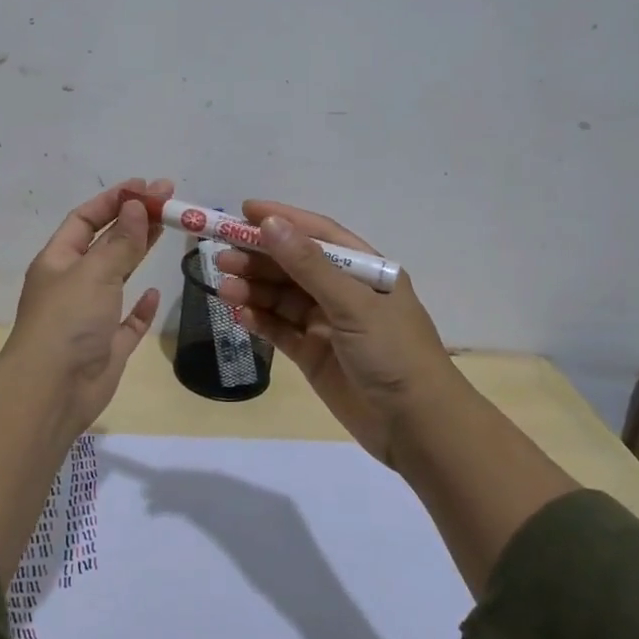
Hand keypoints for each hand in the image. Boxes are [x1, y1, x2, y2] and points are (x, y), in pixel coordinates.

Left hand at [0, 177, 171, 431]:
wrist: (52, 391)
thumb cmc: (67, 321)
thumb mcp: (94, 273)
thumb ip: (120, 241)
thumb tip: (137, 205)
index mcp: (58, 260)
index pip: (85, 219)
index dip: (114, 200)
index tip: (146, 186)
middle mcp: (72, 283)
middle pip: (105, 243)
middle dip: (133, 220)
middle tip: (168, 201)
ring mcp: (90, 315)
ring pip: (117, 276)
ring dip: (138, 253)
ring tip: (166, 229)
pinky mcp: (107, 345)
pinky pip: (127, 320)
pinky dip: (141, 306)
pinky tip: (155, 292)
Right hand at [215, 201, 457, 467]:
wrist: (417, 427)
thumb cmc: (393, 353)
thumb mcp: (352, 303)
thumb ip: (308, 265)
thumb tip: (270, 223)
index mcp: (365, 271)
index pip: (318, 234)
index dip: (283, 220)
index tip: (244, 211)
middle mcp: (345, 292)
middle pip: (294, 266)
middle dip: (259, 258)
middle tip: (221, 257)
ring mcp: (328, 324)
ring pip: (282, 298)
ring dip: (254, 289)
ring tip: (223, 287)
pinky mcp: (314, 355)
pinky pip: (281, 329)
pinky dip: (260, 320)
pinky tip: (239, 314)